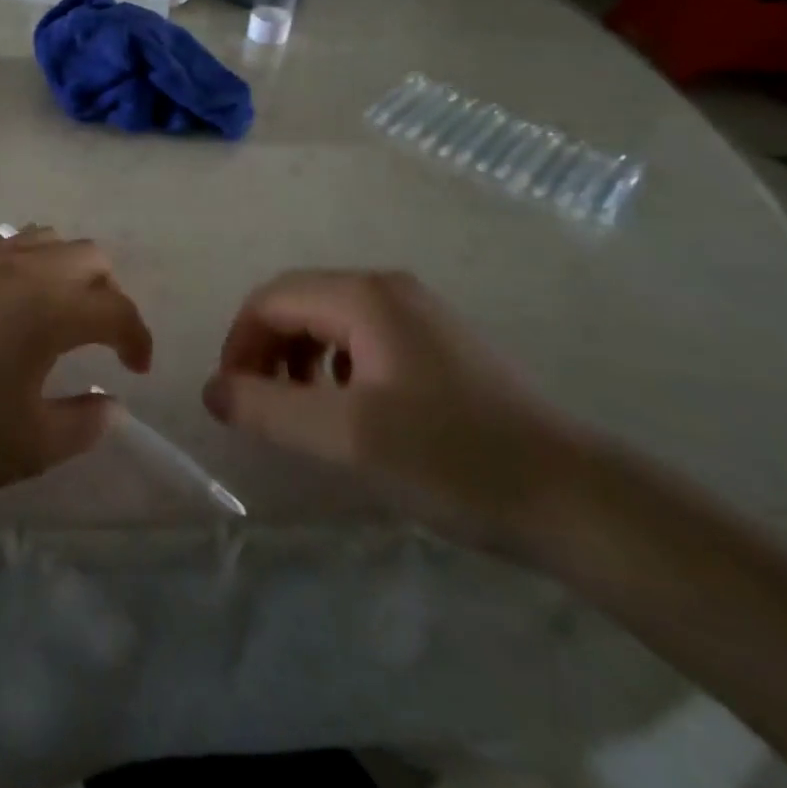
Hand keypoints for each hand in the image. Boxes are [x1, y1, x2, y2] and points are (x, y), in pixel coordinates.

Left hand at [0, 228, 152, 507]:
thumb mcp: (28, 447)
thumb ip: (84, 424)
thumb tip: (111, 404)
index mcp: (49, 307)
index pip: (116, 309)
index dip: (138, 338)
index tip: (137, 370)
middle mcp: (20, 267)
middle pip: (88, 256)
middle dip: (107, 294)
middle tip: (98, 339)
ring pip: (44, 239)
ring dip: (65, 270)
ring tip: (54, 315)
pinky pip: (1, 243)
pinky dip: (22, 262)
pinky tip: (4, 302)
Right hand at [203, 270, 589, 556]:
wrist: (574, 499)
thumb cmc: (451, 458)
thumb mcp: (345, 436)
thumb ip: (267, 408)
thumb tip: (212, 389)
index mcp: (363, 296)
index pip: (270, 299)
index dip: (238, 343)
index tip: (232, 398)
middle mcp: (388, 289)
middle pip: (298, 304)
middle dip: (265, 350)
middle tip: (259, 406)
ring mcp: (418, 314)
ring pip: (329, 321)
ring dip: (297, 359)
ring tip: (299, 411)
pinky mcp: (437, 344)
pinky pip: (362, 339)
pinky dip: (334, 367)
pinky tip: (349, 409)